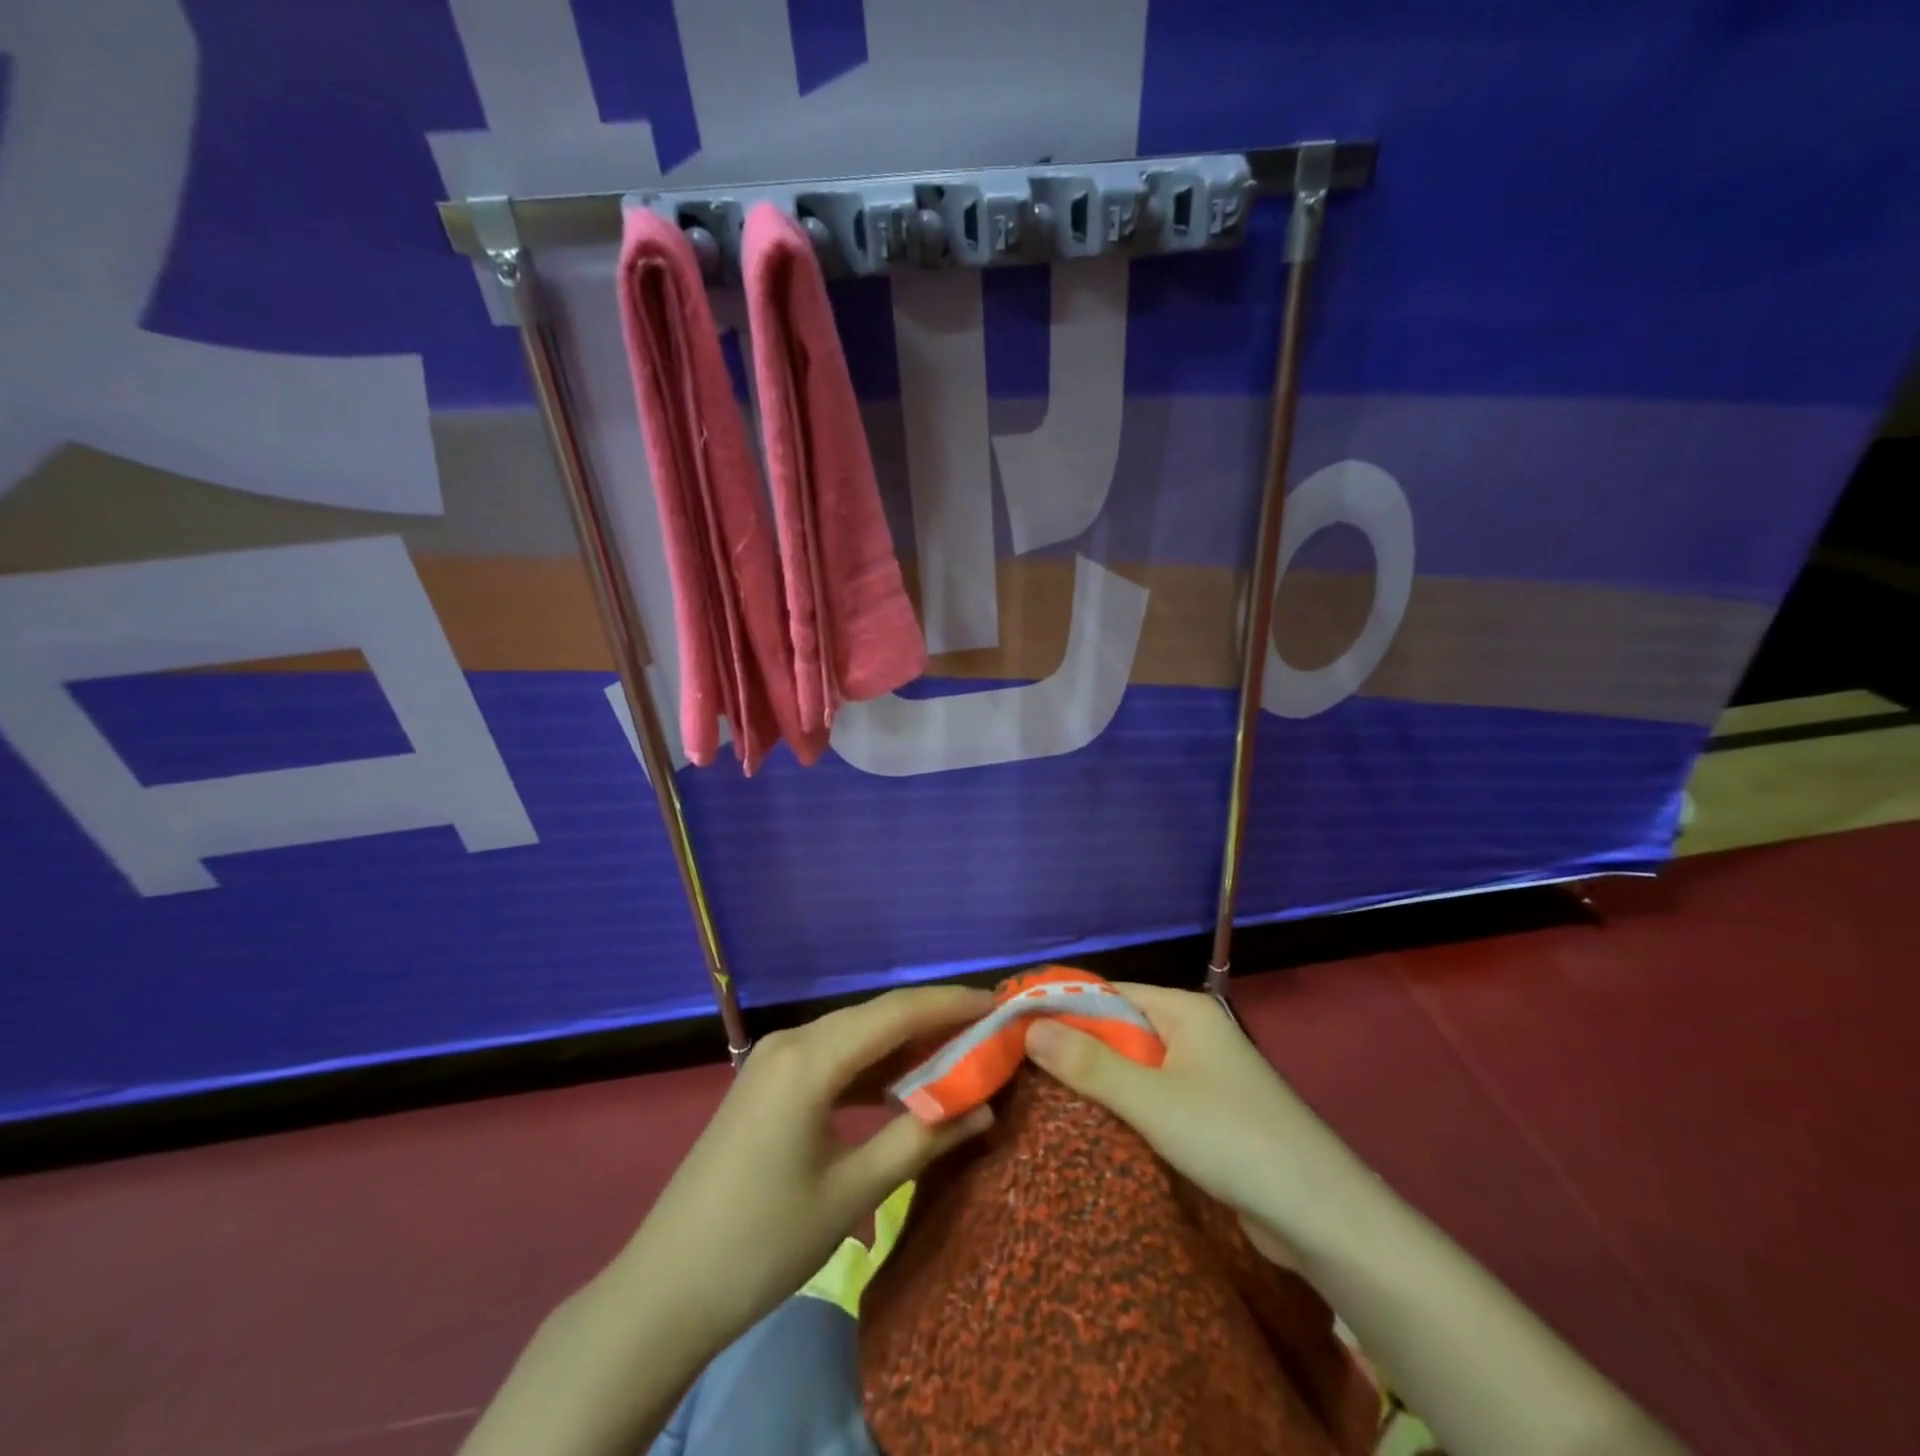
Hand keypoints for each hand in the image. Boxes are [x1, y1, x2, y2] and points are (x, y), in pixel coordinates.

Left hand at [617, 985, 995, 1354]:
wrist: (666, 1289)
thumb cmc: (764, 1241)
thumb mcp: (853, 1191)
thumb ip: (922, 1140)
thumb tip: (985, 1108)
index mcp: (809, 1058)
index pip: (897, 1012)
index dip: (952, 1004)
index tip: (1002, 1006)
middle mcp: (791, 1041)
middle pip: (877, 1016)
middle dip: (935, 1021)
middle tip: (990, 1033)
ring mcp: (775, 1059)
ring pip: (856, 1035)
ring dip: (905, 1045)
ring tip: (960, 1055)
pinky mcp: (769, 1082)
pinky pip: (833, 1057)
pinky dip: (873, 1067)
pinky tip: (903, 1084)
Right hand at [1023, 984, 1362, 1261]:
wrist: (1320, 1216)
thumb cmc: (1232, 1138)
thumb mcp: (1152, 1099)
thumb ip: (1089, 1063)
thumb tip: (1029, 1026)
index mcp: (1184, 1010)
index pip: (1108, 993)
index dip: (1061, 1005)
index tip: (1013, 1023)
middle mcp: (1192, 1033)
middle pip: (1118, 1027)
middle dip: (1073, 1044)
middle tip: (1017, 1063)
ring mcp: (1201, 1074)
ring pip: (1133, 1065)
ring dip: (1095, 1078)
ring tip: (1039, 1092)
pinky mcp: (1206, 1114)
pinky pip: (1151, 1096)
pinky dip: (1121, 1105)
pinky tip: (1087, 1123)